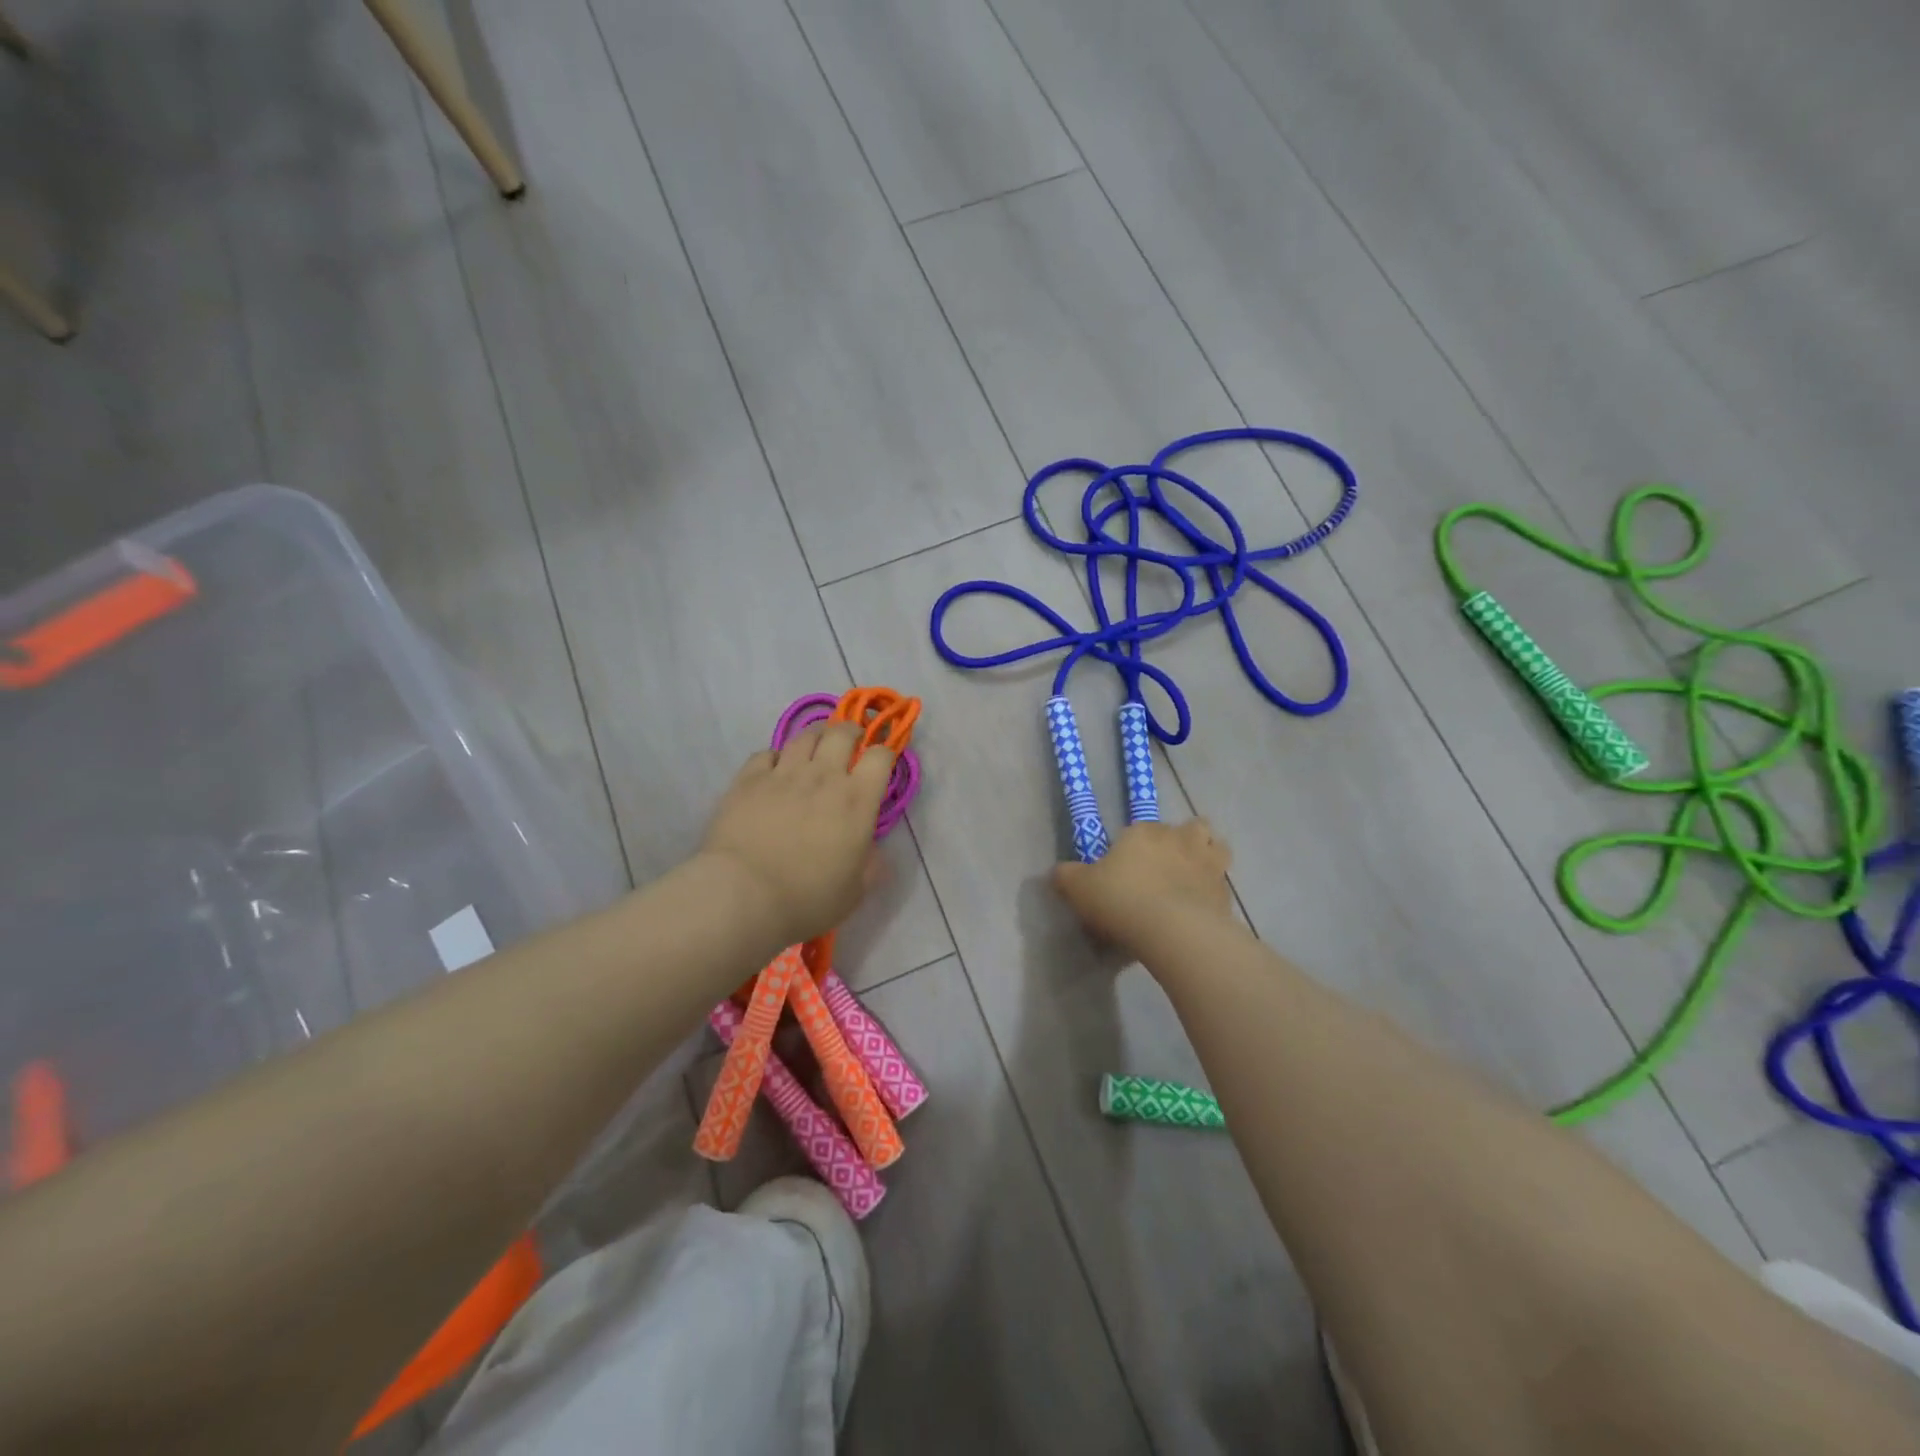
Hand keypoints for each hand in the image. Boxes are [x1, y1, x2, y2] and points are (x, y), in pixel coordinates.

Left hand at [698, 722, 894, 949]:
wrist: (743, 895)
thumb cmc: (807, 899)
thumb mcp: (855, 892)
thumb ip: (870, 865)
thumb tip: (872, 851)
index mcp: (857, 800)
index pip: (881, 756)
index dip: (885, 752)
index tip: (882, 761)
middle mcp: (824, 776)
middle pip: (842, 733)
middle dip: (851, 732)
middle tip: (850, 743)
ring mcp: (783, 773)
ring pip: (805, 736)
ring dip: (816, 737)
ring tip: (815, 747)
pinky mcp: (749, 779)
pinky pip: (766, 753)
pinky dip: (775, 757)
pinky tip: (774, 770)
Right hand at [1052, 820, 1233, 959]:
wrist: (1174, 931)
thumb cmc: (1121, 900)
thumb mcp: (1079, 889)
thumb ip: (1067, 877)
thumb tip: (1058, 872)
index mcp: (1143, 832)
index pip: (1141, 828)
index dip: (1135, 845)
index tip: (1126, 867)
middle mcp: (1179, 839)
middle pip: (1188, 827)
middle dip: (1181, 840)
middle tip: (1166, 866)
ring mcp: (1207, 863)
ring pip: (1215, 845)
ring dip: (1207, 855)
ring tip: (1193, 877)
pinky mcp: (1225, 891)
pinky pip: (1222, 883)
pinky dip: (1213, 891)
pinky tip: (1201, 908)